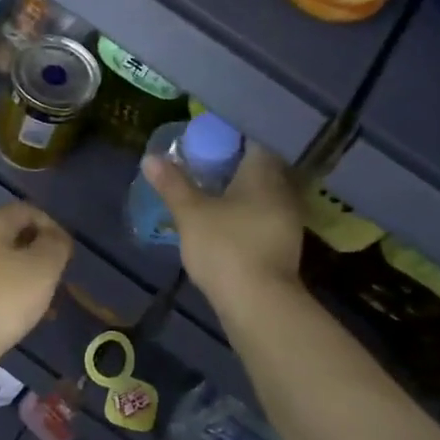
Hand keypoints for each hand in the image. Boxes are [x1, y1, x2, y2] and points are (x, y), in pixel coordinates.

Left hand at [0, 202, 72, 366]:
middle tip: (54, 281)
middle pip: (8, 235)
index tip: (67, 256)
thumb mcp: (43, 270)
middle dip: (35, 255)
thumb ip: (56, 246)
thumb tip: (55, 237)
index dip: (53, 228)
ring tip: (37, 304)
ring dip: (18, 276)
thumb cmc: (0, 300)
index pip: (28, 211)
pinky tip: (9, 314)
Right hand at [144, 144, 302, 306]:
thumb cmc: (225, 247)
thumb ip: (172, 183)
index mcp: (264, 172)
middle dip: (233, 163)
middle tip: (203, 162)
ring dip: (240, 189)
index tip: (207, 137)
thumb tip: (150, 158)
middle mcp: (283, 189)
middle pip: (260, 165)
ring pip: (263, 192)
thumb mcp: (190, 213)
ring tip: (210, 190)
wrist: (259, 303)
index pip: (253, 138)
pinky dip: (246, 212)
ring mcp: (288, 218)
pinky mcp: (284, 244)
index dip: (230, 135)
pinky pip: (264, 214)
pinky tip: (225, 219)